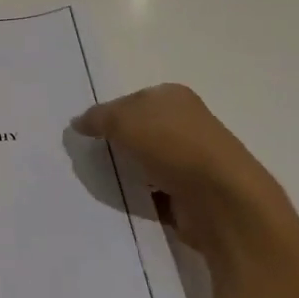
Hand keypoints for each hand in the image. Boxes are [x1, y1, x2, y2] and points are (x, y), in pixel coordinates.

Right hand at [72, 84, 288, 253]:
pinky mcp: (191, 193)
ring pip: (145, 162)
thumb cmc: (172, 145)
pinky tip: (121, 200)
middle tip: (86, 158)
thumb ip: (97, 118)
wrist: (220, 200)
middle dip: (115, 144)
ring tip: (99, 181)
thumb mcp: (123, 120)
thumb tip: (78, 122)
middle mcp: (185, 124)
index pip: (130, 100)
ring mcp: (191, 160)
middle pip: (138, 131)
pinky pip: (154, 191)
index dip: (106, 114)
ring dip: (127, 171)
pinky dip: (139, 196)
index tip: (85, 134)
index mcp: (173, 96)